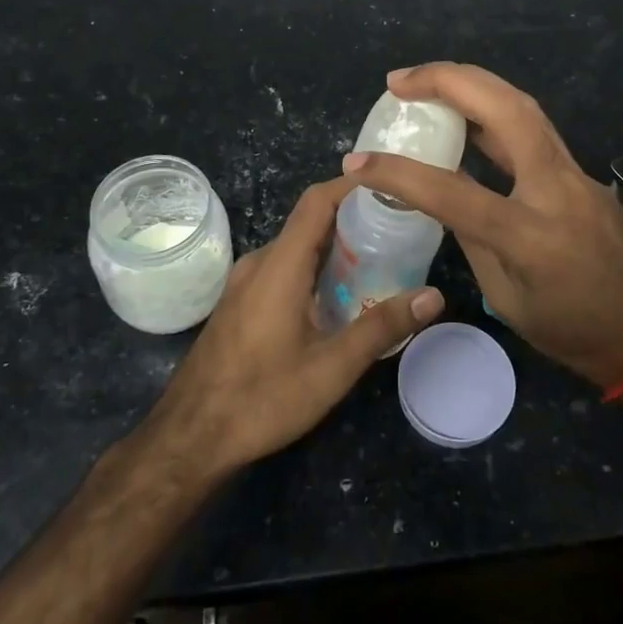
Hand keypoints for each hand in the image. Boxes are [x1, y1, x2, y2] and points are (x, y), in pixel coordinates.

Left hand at [140, 176, 442, 477]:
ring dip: (336, 247)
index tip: (392, 186)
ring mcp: (245, 283)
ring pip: (297, 248)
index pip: (317, 201)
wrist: (189, 438)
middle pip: (310, 222)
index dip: (353, 185)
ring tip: (380, 260)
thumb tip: (433, 296)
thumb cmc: (261, 399)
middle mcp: (260, 263)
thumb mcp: (331, 368)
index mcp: (280, 265)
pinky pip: (283, 269)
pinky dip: (316, 269)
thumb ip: (382, 327)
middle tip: (399, 229)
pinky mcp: (241, 303)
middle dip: (354, 219)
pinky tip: (340, 297)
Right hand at [342, 64, 622, 390]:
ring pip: (522, 105)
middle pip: (505, 109)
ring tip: (423, 82)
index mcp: (532, 236)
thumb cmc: (575, 332)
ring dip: (470, 84)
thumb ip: (473, 238)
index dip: (397, 173)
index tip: (357, 162)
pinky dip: (491, 108)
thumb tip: (443, 193)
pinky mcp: (579, 168)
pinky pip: (532, 126)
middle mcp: (556, 188)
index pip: (452, 192)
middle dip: (448, 81)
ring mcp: (575, 172)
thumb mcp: (508, 298)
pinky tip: (465, 112)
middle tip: (398, 82)